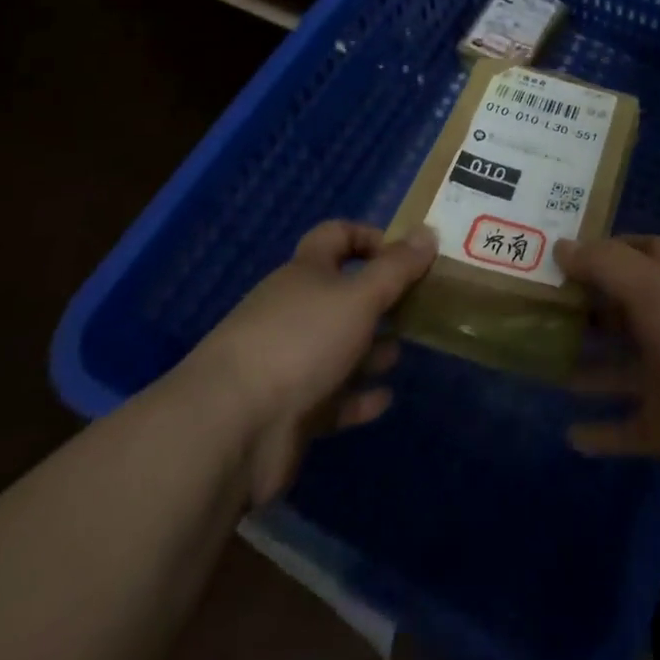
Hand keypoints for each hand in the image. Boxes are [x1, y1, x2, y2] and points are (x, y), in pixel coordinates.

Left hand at [180, 221, 436, 503]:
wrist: (232, 428)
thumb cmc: (301, 341)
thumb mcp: (360, 296)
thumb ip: (397, 267)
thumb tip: (427, 232)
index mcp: (305, 273)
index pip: (335, 236)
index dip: (369, 237)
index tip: (404, 254)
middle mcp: (295, 311)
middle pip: (341, 295)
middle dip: (379, 301)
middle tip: (418, 308)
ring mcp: (289, 362)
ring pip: (339, 348)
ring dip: (371, 350)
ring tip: (402, 353)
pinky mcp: (289, 411)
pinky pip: (332, 398)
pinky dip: (358, 397)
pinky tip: (385, 399)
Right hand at [557, 234, 659, 485]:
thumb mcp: (649, 285)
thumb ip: (604, 264)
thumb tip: (560, 246)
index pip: (642, 253)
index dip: (610, 248)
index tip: (567, 249)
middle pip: (621, 311)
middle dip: (586, 307)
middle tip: (536, 305)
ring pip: (616, 369)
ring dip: (584, 368)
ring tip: (538, 363)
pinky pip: (625, 429)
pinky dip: (600, 434)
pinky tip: (568, 434)